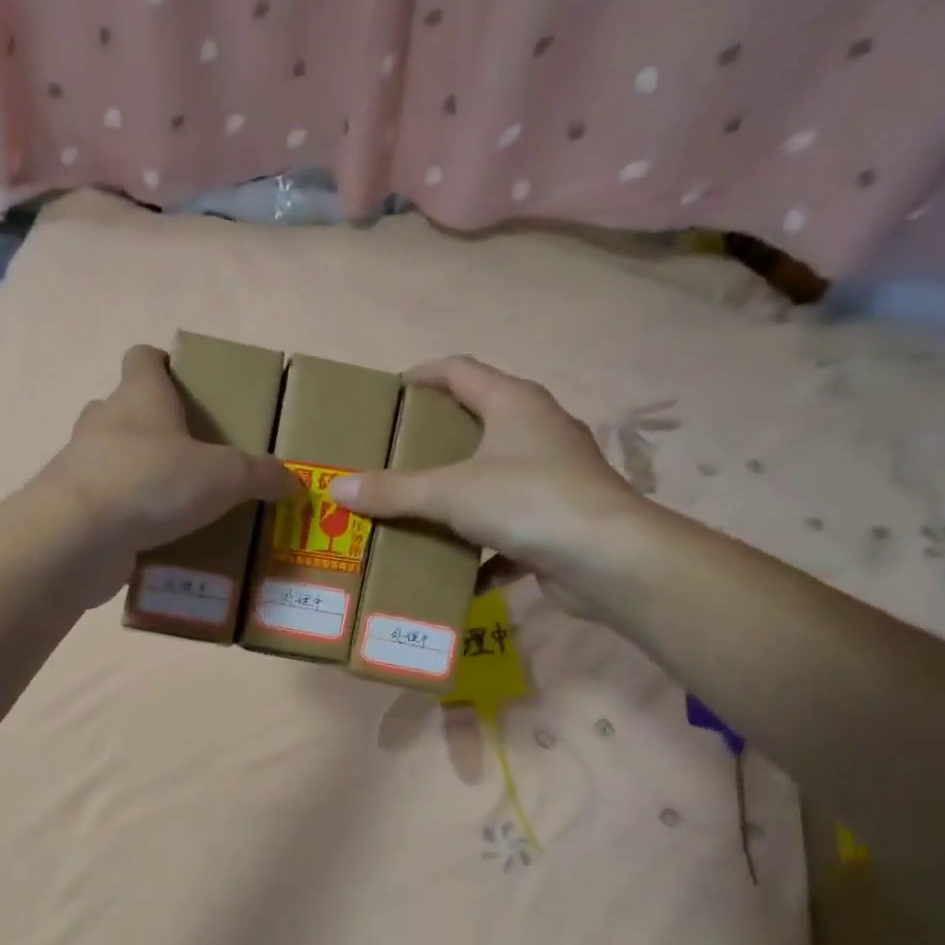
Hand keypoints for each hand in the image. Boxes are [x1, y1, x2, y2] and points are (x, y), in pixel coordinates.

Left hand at [35, 344, 298, 561]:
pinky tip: (154, 540)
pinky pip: (106, 505)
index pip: (143, 358)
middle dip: (154, 428)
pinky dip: (126, 517)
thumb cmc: (153, 482)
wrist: (78, 537)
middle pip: (125, 409)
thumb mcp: (224, 476)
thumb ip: (260, 476)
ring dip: (138, 474)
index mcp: (139, 396)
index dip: (162, 364)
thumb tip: (294, 482)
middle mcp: (104, 422)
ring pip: (112, 458)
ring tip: (176, 502)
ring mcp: (82, 465)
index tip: (182, 383)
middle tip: (190, 455)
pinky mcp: (74, 509)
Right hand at [326, 356, 652, 609]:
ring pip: (493, 480)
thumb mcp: (450, 493)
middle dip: (436, 441)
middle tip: (393, 457)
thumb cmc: (528, 501)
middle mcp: (538, 431)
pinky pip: (509, 532)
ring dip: (458, 499)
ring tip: (417, 513)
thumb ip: (394, 491)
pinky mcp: (559, 522)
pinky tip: (456, 573)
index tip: (390, 392)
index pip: (461, 371)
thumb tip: (336, 487)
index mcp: (514, 404)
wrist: (607, 559)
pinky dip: (482, 552)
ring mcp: (553, 477)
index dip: (424, 375)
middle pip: (479, 423)